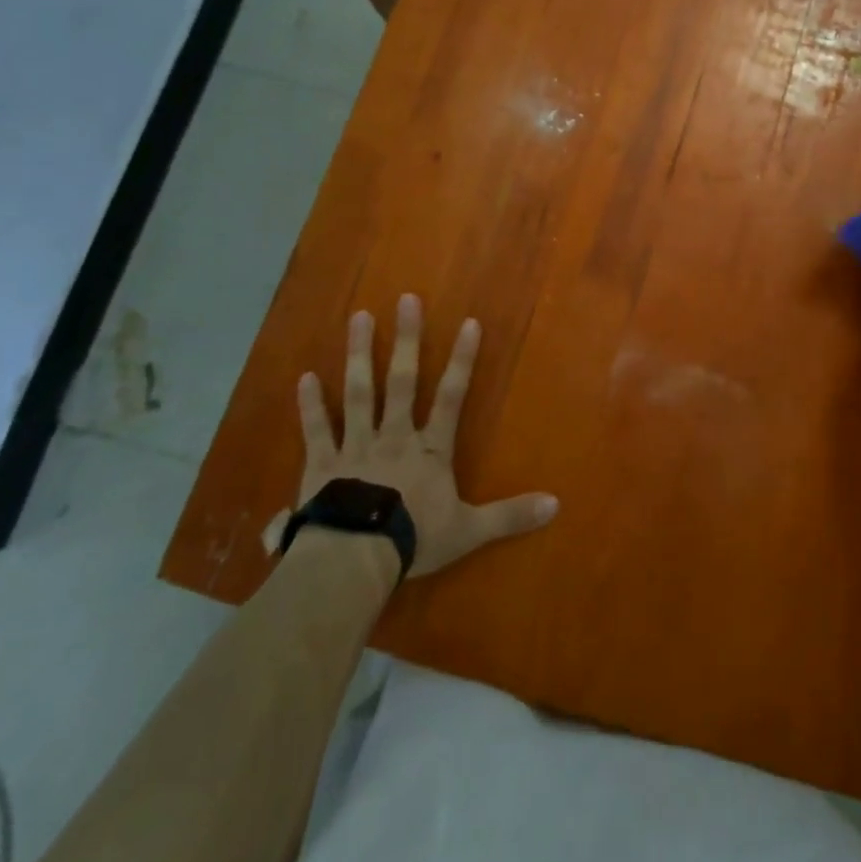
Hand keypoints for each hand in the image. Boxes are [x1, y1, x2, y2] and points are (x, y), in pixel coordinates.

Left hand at [263, 294, 558, 577]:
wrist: (353, 561)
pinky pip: (317, 429)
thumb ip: (510, 515)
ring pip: (359, 393)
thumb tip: (556, 506)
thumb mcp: (469, 530)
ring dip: (359, 355)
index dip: (462, 360)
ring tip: (359, 317)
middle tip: (405, 300)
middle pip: (402, 381)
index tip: (469, 323)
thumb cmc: (414, 541)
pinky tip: (305, 376)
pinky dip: (310, 404)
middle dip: (406, 340)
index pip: (452, 396)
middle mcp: (394, 436)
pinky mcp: (322, 465)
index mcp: (430, 450)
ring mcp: (356, 447)